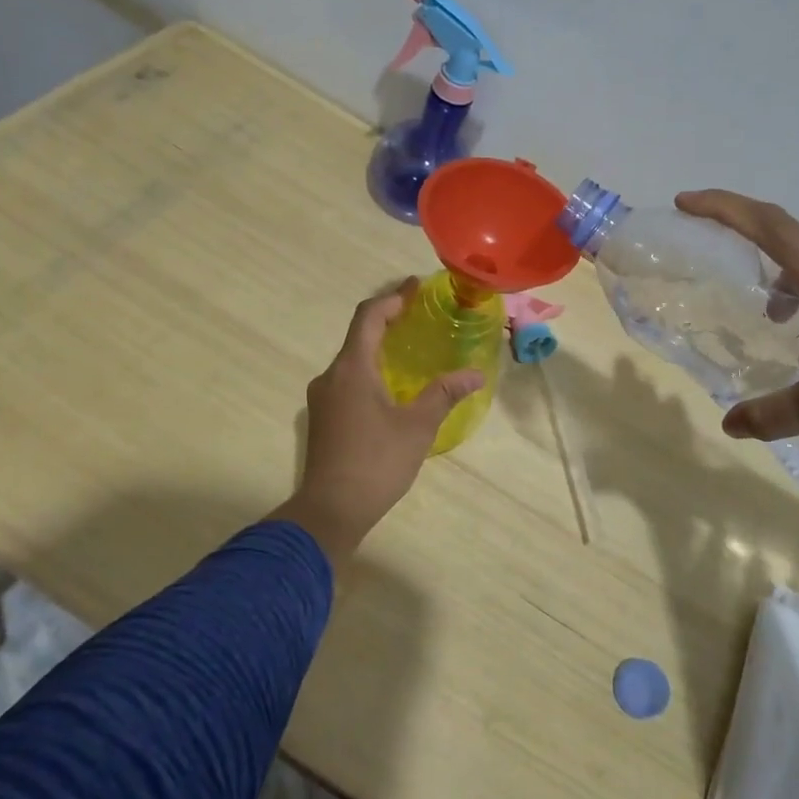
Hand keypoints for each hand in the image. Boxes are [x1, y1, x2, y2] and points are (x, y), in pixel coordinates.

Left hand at [270, 283, 484, 562]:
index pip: (368, 316)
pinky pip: (348, 381)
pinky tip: (391, 387)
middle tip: (419, 316)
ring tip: (409, 350)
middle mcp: (331, 376)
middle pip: (358, 335)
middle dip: (388, 320)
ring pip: (352, 361)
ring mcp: (322, 398)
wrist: (330, 510)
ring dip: (378, 348)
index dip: (393, 297)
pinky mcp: (323, 419)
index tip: (416, 287)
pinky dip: (370, 371)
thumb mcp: (418, 427)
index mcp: (351, 368)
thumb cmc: (376, 462)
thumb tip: (475, 374)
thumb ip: (444, 394)